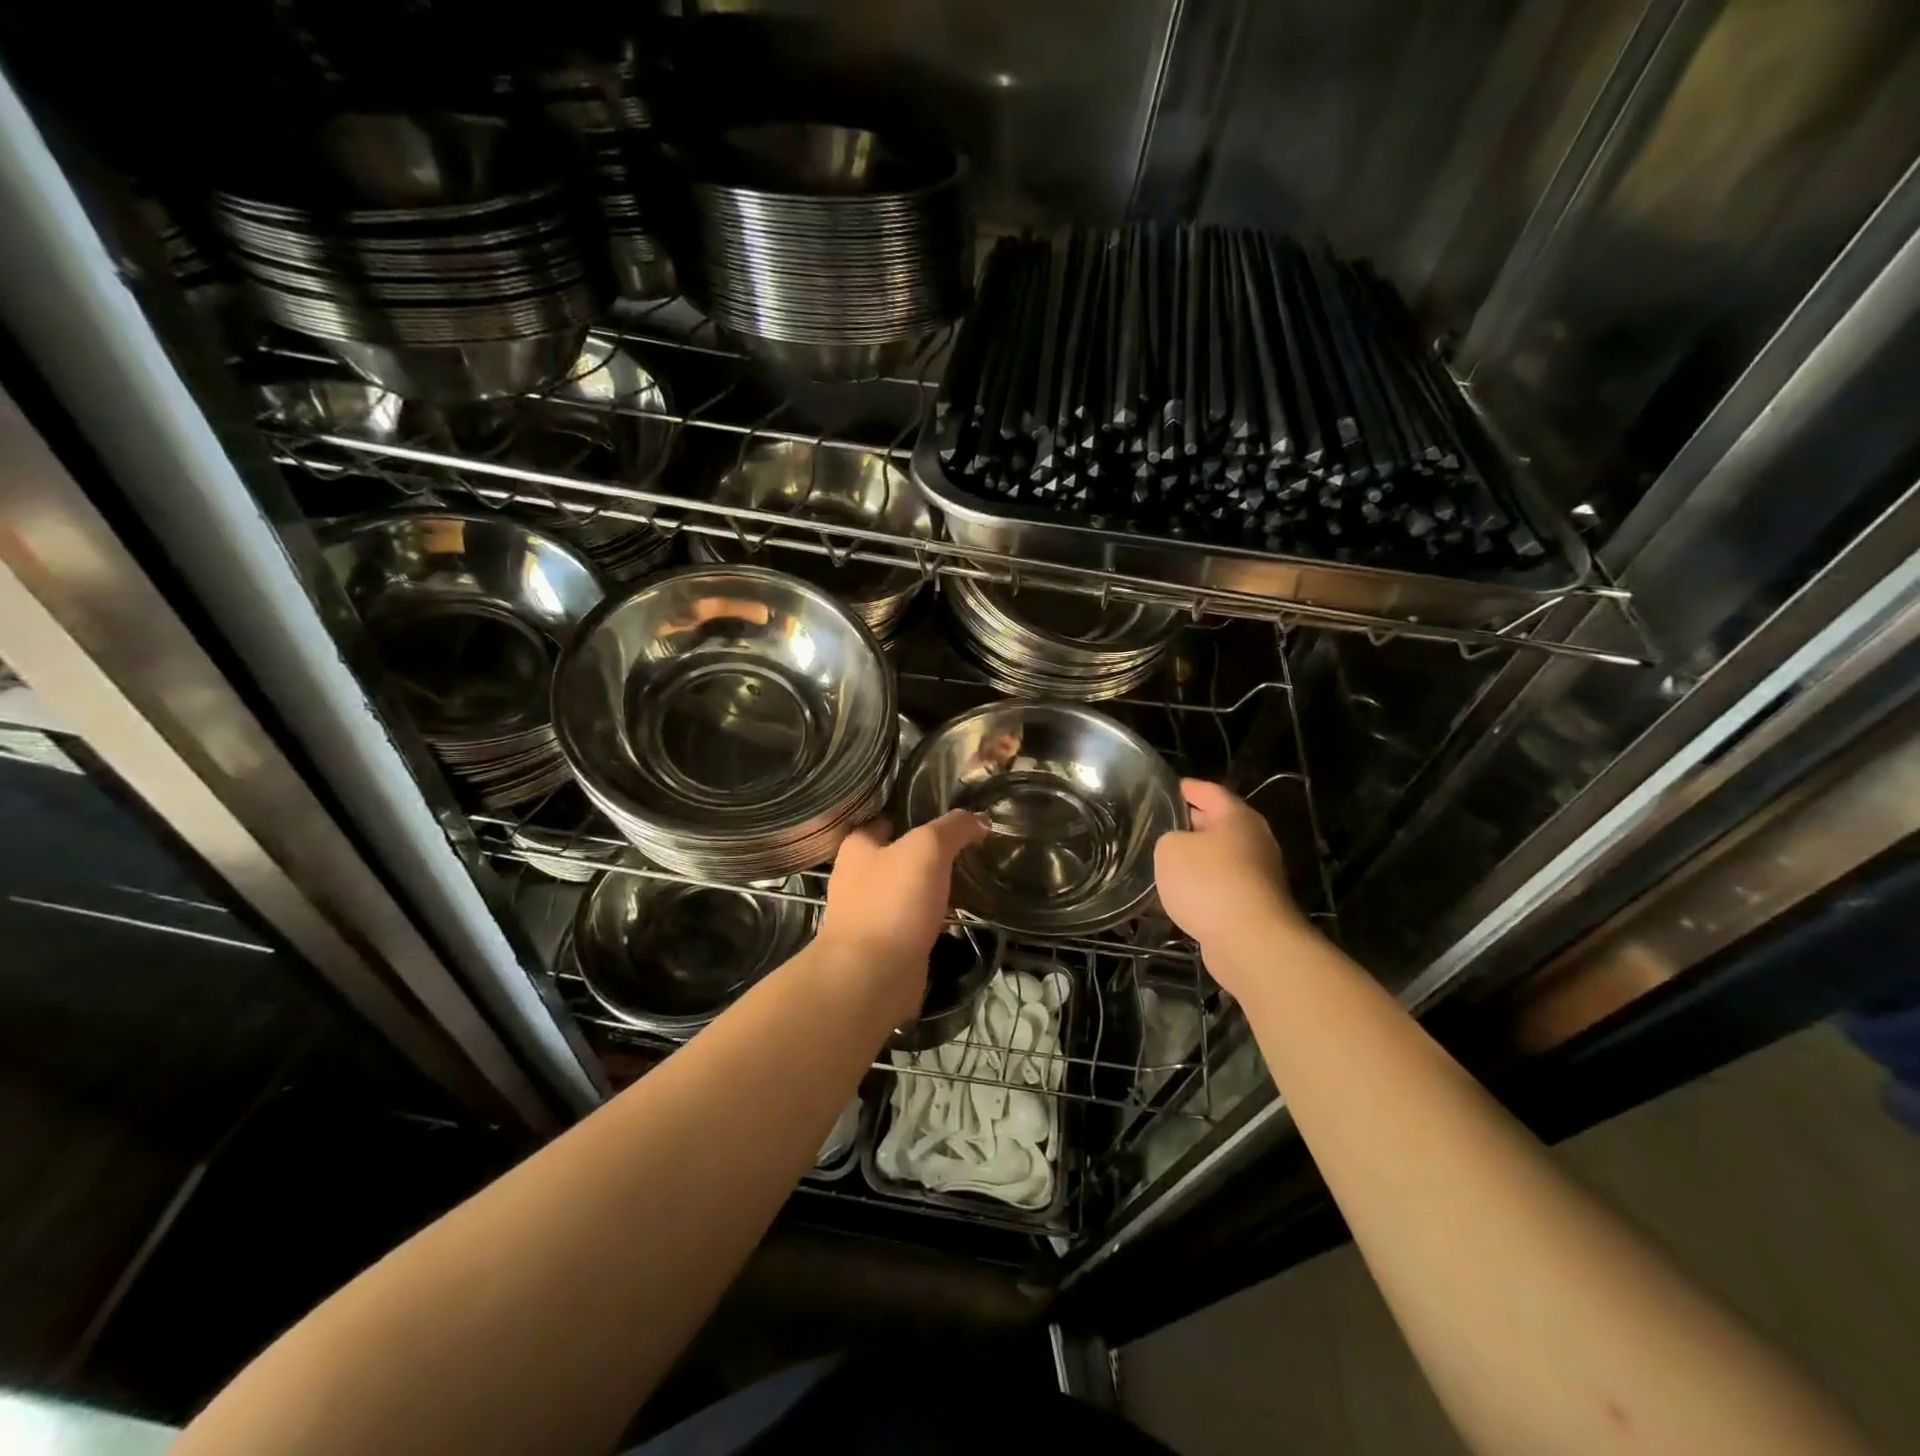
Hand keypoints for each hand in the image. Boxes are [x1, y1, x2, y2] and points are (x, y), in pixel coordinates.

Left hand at [818, 811, 988, 1022]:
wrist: (873, 976)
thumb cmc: (893, 901)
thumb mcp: (928, 848)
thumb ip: (954, 828)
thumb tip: (980, 820)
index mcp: (858, 847)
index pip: (885, 819)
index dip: (914, 813)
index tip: (948, 814)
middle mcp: (858, 878)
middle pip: (899, 855)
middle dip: (929, 852)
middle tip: (969, 845)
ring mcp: (871, 914)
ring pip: (909, 890)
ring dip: (934, 886)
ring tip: (972, 876)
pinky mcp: (888, 944)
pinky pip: (916, 921)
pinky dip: (936, 917)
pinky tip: (962, 913)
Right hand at [1155, 780, 1307, 986]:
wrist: (1250, 942)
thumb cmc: (1209, 882)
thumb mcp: (1170, 849)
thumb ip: (1168, 839)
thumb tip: (1176, 847)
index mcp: (1237, 817)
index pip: (1208, 791)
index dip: (1185, 788)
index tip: (1163, 789)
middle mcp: (1254, 840)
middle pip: (1216, 825)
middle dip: (1188, 825)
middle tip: (1156, 826)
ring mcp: (1258, 875)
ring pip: (1218, 859)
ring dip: (1193, 861)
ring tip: (1160, 863)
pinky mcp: (1254, 906)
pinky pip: (1220, 888)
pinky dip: (1201, 889)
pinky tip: (1177, 897)